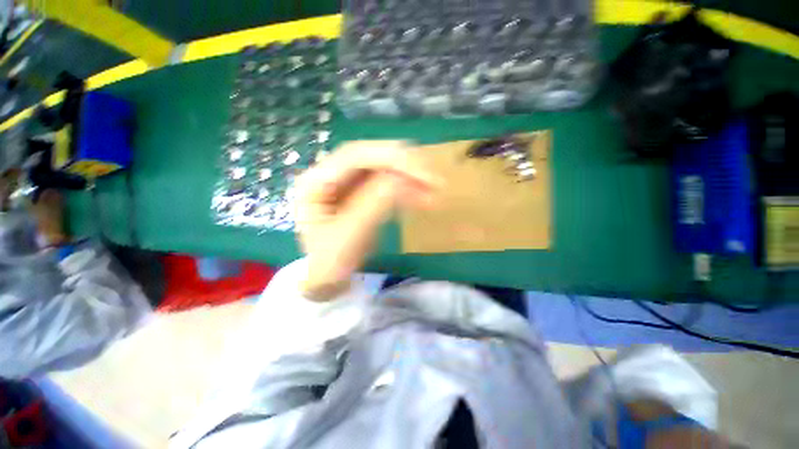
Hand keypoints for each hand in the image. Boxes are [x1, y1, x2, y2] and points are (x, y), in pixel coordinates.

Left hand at [294, 141, 439, 300]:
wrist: (328, 278)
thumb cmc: (330, 263)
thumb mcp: (350, 237)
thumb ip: (373, 205)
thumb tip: (403, 178)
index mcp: (314, 182)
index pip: (354, 156)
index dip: (389, 158)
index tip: (422, 173)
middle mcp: (328, 175)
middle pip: (369, 157)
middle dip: (403, 165)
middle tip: (433, 180)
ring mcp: (345, 183)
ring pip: (381, 168)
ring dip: (409, 177)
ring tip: (433, 190)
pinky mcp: (360, 192)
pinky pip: (385, 183)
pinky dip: (405, 189)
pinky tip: (421, 198)